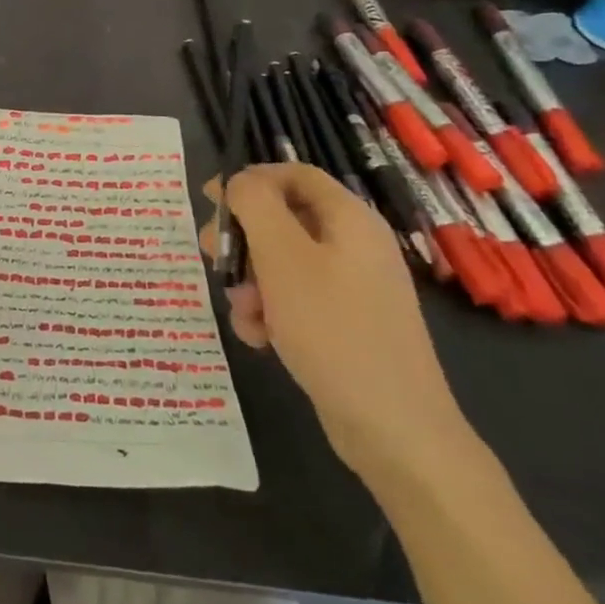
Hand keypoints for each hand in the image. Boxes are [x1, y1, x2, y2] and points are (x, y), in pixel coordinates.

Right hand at [208, 163, 472, 483]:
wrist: (393, 429)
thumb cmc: (333, 329)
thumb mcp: (282, 257)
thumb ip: (254, 205)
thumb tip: (239, 181)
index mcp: (349, 219)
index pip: (294, 174)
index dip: (250, 180)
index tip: (210, 200)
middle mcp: (353, 246)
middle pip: (282, 218)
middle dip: (243, 237)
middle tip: (213, 257)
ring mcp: (351, 287)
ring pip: (280, 262)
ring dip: (249, 281)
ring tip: (241, 311)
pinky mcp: (342, 323)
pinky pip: (293, 300)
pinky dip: (268, 312)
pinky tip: (258, 337)